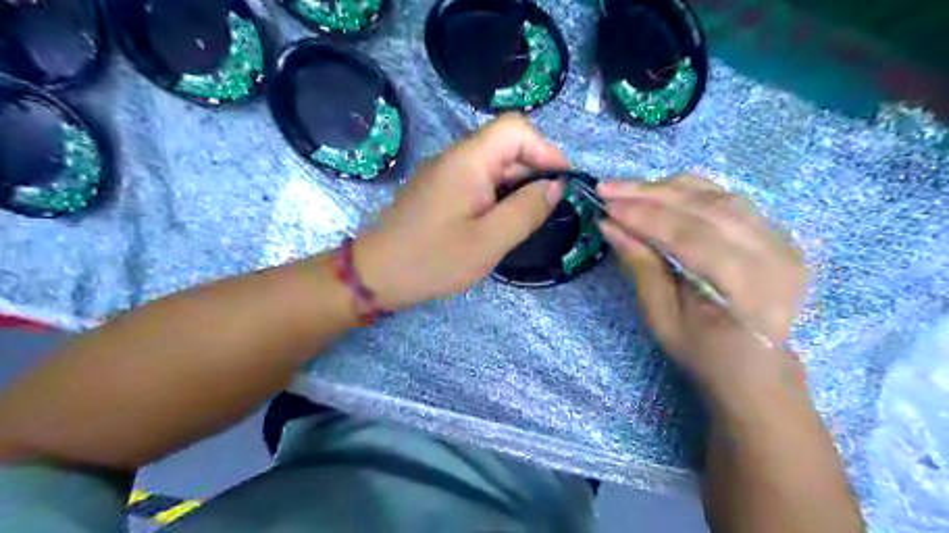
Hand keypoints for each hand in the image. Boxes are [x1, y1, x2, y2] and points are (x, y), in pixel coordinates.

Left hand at [354, 115, 561, 309]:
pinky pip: (478, 182)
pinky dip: (498, 196)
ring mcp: (446, 174)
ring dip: (517, 187)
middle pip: (506, 146)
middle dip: (534, 171)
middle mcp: (456, 158)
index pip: (516, 128)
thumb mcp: (488, 241)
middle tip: (546, 210)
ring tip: (528, 220)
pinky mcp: (440, 191)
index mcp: (468, 160)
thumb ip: (527, 210)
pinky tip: (502, 223)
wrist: (376, 275)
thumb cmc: (432, 260)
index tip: (560, 184)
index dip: (545, 150)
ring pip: (494, 166)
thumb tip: (555, 186)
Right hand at [596, 176, 802, 400]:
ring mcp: (781, 240)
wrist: (755, 367)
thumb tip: (609, 225)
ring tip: (628, 189)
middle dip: (650, 194)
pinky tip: (661, 191)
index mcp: (747, 288)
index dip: (644, 217)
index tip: (605, 206)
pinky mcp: (777, 232)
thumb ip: (641, 266)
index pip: (690, 236)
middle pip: (705, 208)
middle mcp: (774, 255)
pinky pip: (729, 199)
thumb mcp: (662, 318)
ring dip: (667, 187)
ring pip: (718, 196)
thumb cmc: (703, 352)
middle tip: (608, 187)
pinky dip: (691, 190)